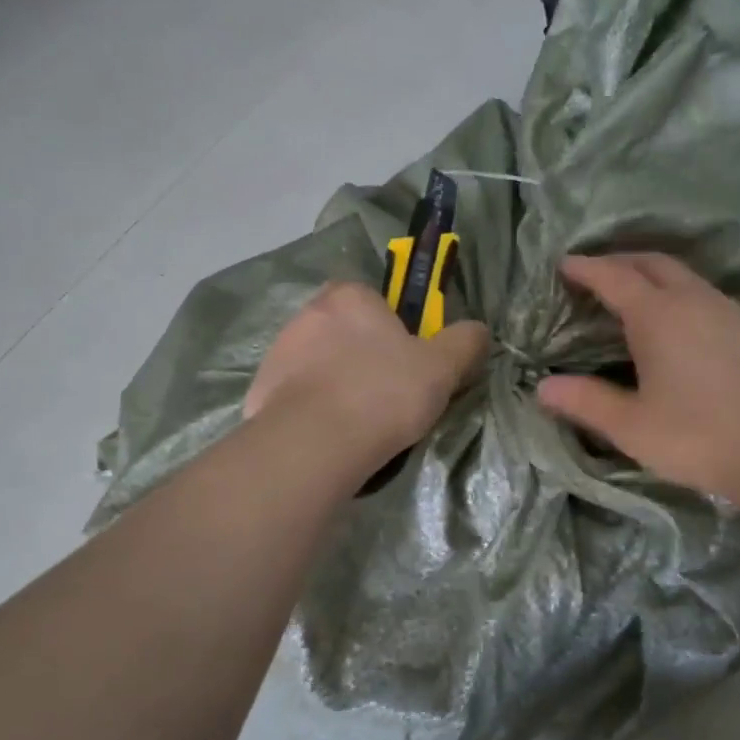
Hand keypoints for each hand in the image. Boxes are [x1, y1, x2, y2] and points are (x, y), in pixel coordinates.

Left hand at [245, 282, 489, 471]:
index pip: (376, 301)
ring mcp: (279, 352)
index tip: (408, 364)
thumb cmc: (383, 393)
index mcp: (350, 296)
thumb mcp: (442, 367)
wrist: (315, 443)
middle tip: (388, 395)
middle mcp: (308, 313)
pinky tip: (331, 436)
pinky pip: (297, 395)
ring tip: (359, 423)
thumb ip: (466, 342)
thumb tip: (478, 331)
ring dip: (337, 383)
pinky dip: (313, 409)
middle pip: (346, 331)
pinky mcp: (261, 390)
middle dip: (364, 357)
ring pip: (320, 363)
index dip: (396, 331)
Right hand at [537, 254, 739, 510]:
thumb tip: (543, 387)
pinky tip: (679, 324)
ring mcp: (728, 311)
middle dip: (621, 261)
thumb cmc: (699, 436)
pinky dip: (679, 294)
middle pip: (653, 263)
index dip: (586, 268)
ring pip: (684, 277)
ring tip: (633, 295)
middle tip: (596, 274)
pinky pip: (705, 295)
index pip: (613, 277)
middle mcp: (693, 300)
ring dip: (653, 275)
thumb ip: (586, 402)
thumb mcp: (632, 426)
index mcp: (658, 315)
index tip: (564, 264)